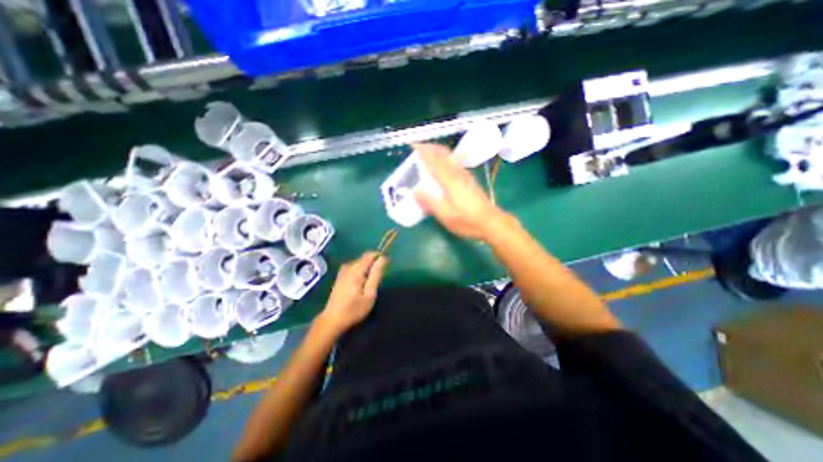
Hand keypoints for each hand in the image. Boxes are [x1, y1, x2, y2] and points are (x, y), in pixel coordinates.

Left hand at [318, 252, 388, 334]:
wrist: (332, 320)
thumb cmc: (354, 309)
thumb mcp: (370, 294)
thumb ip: (376, 275)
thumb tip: (383, 259)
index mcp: (356, 270)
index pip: (370, 254)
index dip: (379, 257)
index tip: (385, 267)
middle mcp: (348, 267)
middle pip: (364, 258)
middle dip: (373, 264)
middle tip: (377, 280)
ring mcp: (342, 271)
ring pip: (359, 263)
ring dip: (367, 268)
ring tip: (370, 283)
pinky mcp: (339, 276)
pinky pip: (353, 267)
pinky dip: (360, 271)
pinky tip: (360, 283)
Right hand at [416, 143, 512, 242]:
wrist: (491, 222)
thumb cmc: (467, 221)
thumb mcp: (446, 216)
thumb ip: (430, 202)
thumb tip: (415, 191)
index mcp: (450, 181)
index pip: (434, 161)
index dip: (423, 152)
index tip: (413, 145)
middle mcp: (458, 174)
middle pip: (443, 154)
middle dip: (430, 148)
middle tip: (418, 147)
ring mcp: (465, 175)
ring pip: (450, 157)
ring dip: (438, 152)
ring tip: (427, 153)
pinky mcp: (469, 180)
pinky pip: (454, 163)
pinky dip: (444, 159)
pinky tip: (442, 166)